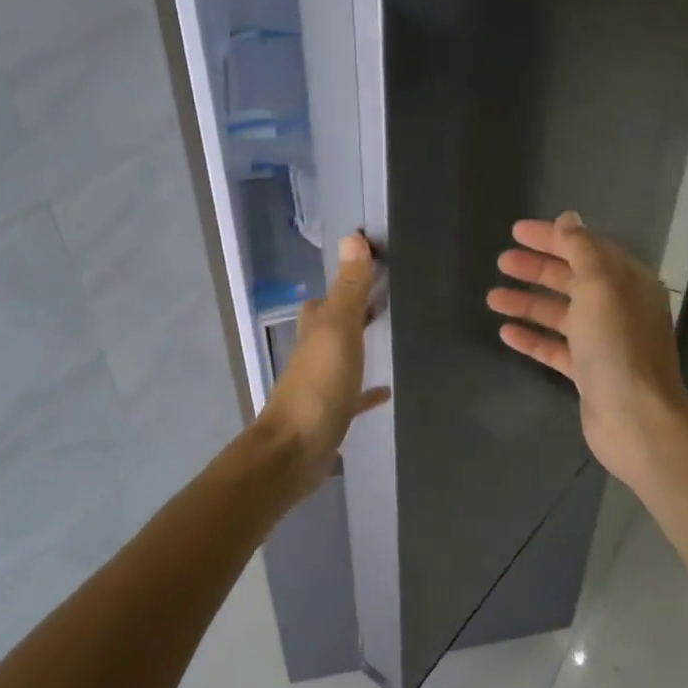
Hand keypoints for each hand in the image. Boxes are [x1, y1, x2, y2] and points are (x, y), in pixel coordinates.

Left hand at [259, 232, 391, 488]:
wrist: (295, 451)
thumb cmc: (318, 387)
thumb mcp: (338, 331)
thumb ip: (348, 289)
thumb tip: (352, 236)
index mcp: (315, 330)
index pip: (327, 297)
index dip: (346, 281)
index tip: (376, 267)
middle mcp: (314, 353)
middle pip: (333, 325)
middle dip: (354, 312)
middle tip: (388, 300)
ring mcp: (321, 385)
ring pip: (342, 357)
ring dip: (360, 347)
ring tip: (393, 338)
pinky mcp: (332, 414)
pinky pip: (353, 396)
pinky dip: (368, 391)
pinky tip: (388, 391)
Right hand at [487, 211, 687, 485]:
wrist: (635, 418)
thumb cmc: (617, 346)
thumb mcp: (600, 286)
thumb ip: (582, 250)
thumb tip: (569, 219)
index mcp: (627, 282)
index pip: (586, 248)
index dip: (552, 238)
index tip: (516, 231)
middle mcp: (617, 308)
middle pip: (572, 279)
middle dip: (536, 269)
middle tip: (501, 262)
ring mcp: (603, 342)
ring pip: (559, 314)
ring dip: (527, 303)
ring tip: (492, 298)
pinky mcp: (588, 372)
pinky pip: (555, 348)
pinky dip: (532, 338)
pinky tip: (506, 332)